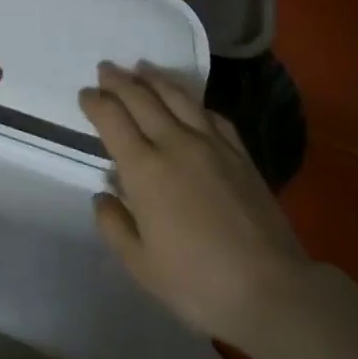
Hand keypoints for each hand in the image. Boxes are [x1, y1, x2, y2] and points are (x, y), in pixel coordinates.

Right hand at [80, 62, 308, 343]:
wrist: (272, 291)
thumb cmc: (198, 283)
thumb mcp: (142, 267)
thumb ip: (115, 226)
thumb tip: (104, 193)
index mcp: (144, 169)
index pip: (112, 119)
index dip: (95, 103)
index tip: (85, 94)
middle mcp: (174, 143)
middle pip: (141, 98)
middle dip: (118, 80)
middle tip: (105, 69)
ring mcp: (210, 143)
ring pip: (176, 97)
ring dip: (154, 78)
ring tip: (141, 67)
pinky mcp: (239, 152)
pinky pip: (211, 115)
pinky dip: (193, 102)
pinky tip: (189, 102)